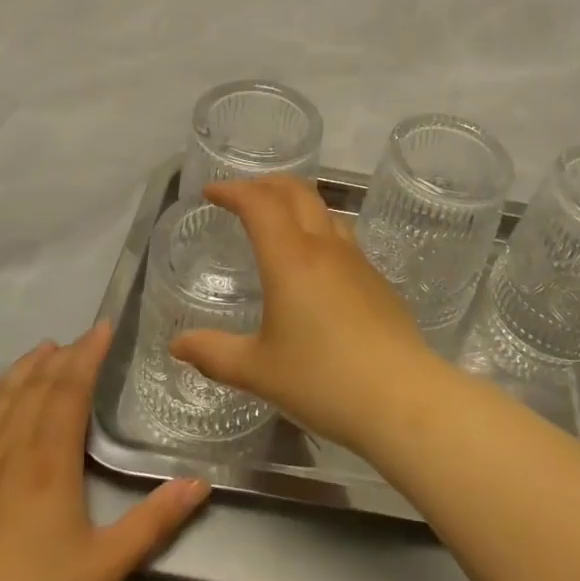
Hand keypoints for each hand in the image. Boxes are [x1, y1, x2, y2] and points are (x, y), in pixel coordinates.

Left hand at [0, 322, 209, 580]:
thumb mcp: (108, 564)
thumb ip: (156, 519)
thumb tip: (202, 482)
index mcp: (50, 462)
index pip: (70, 389)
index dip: (87, 354)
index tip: (102, 329)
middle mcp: (7, 450)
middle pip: (35, 387)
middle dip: (59, 357)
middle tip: (77, 341)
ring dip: (21, 370)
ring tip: (40, 351)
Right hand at [170, 176, 443, 451]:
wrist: (401, 397)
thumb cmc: (322, 380)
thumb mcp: (258, 370)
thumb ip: (214, 353)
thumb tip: (178, 344)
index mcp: (291, 259)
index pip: (260, 203)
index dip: (233, 190)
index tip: (211, 192)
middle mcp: (326, 248)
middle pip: (298, 192)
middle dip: (266, 183)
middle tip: (242, 194)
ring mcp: (358, 262)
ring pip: (326, 211)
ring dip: (297, 203)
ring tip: (278, 221)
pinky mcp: (378, 281)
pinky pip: (344, 239)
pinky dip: (319, 231)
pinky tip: (315, 265)